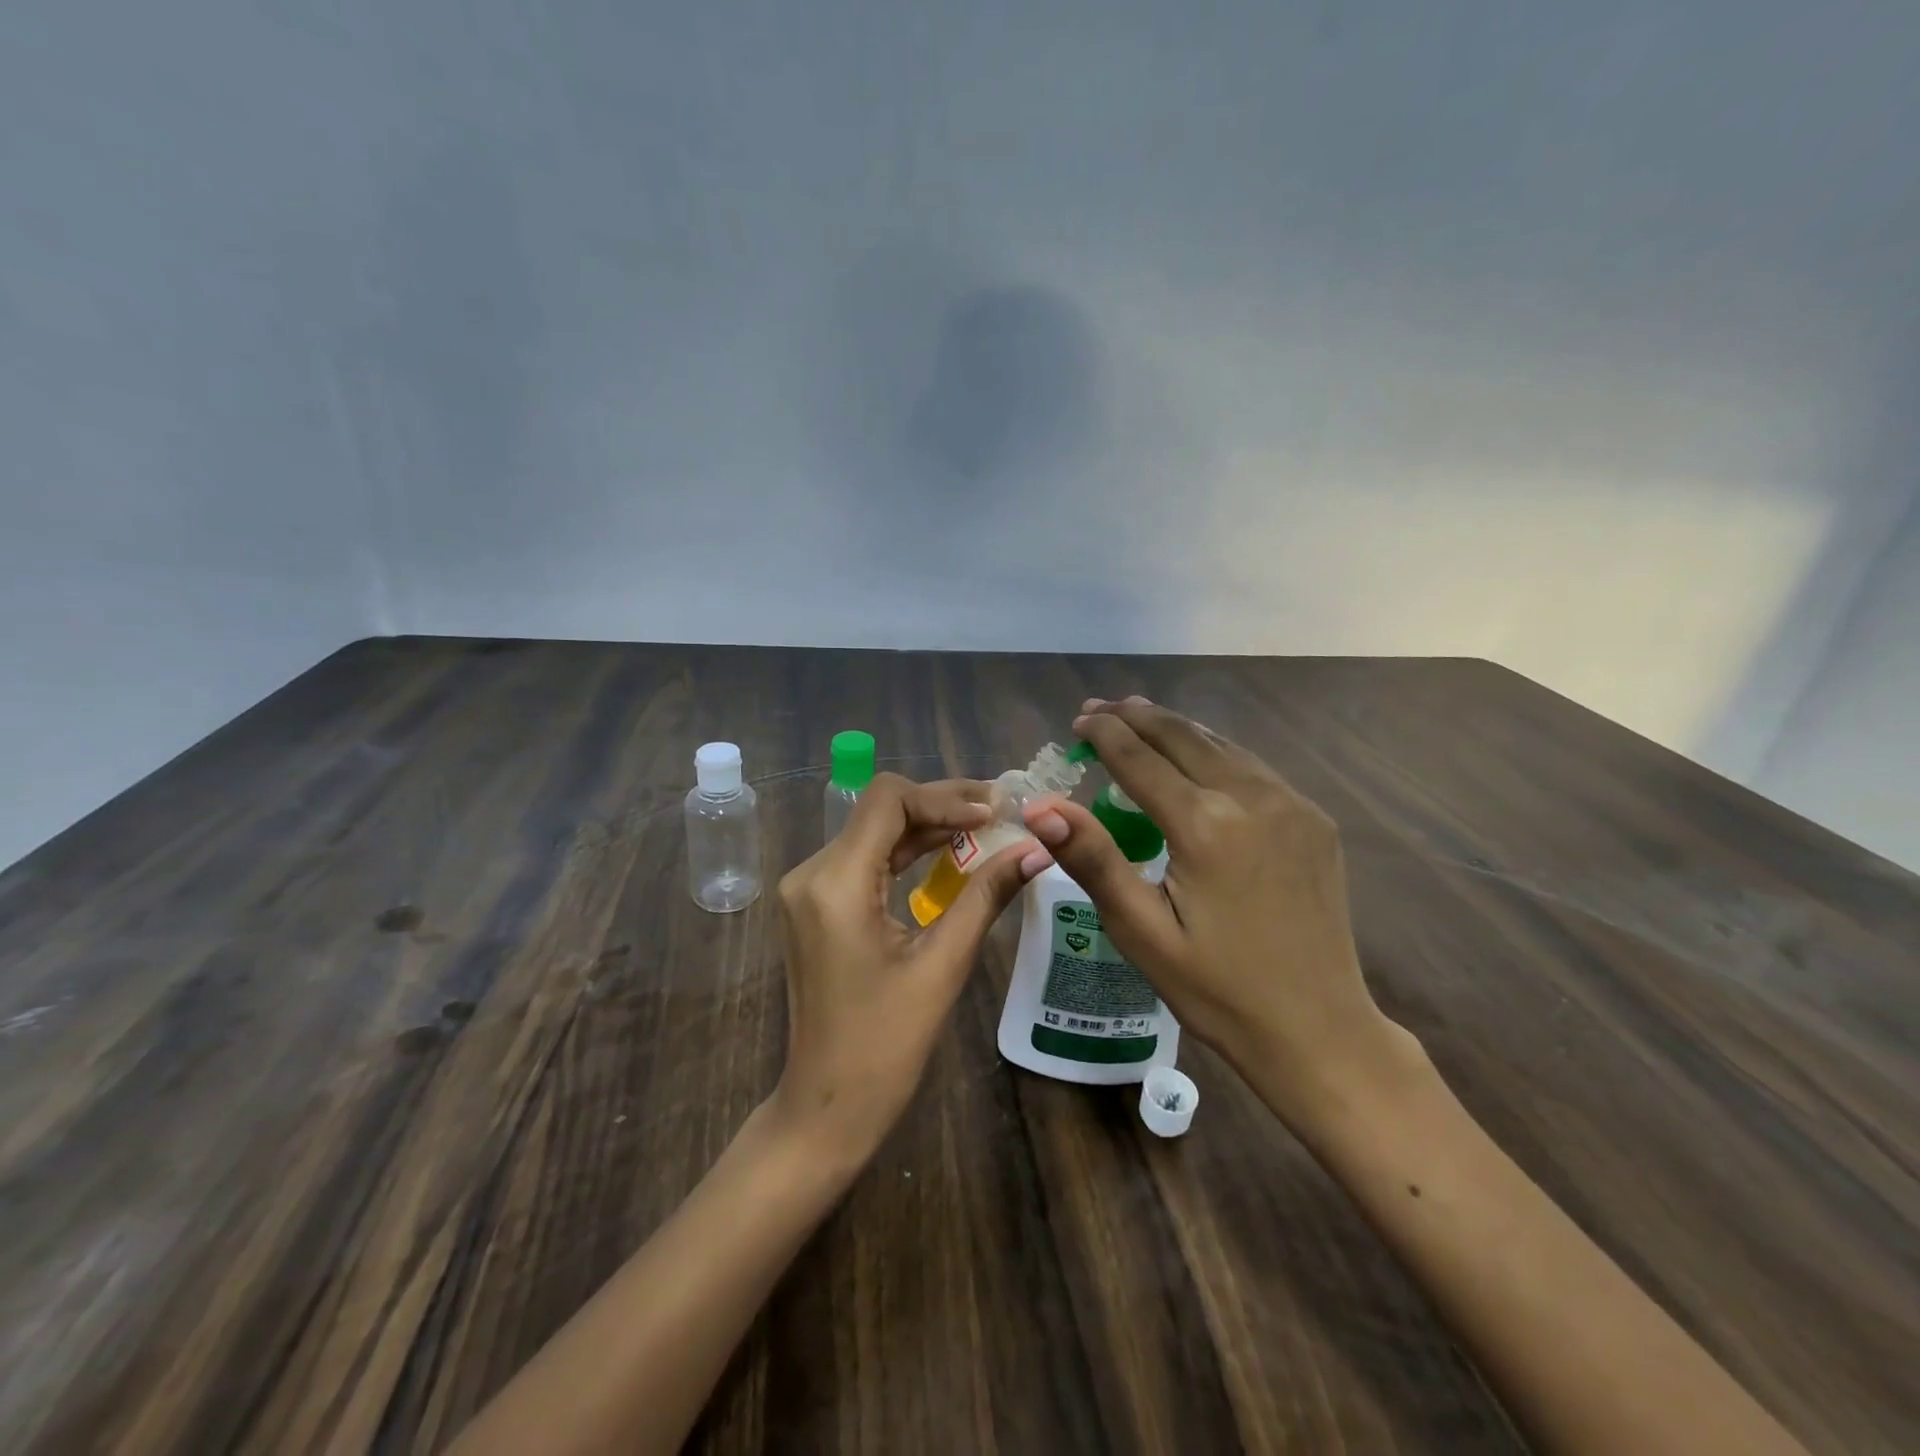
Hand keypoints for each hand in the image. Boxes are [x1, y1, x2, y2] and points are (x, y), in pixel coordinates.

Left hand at [769, 773, 1045, 1166]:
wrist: (827, 1105)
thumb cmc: (885, 1045)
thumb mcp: (943, 965)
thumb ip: (986, 897)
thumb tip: (1037, 850)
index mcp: (835, 883)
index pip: (888, 801)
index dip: (945, 798)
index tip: (995, 812)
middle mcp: (812, 873)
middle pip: (880, 810)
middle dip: (942, 806)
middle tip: (1001, 810)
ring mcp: (809, 889)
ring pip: (874, 831)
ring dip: (928, 826)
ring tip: (987, 826)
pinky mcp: (817, 905)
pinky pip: (866, 859)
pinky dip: (908, 851)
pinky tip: (950, 853)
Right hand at [1021, 697, 1413, 1131]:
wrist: (1320, 1030)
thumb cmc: (1217, 989)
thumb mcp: (1142, 932)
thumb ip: (1094, 860)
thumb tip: (1041, 807)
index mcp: (1206, 825)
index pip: (1140, 759)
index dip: (1105, 734)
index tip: (1078, 719)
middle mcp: (1253, 798)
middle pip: (1183, 738)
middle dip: (1137, 717)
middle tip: (1100, 708)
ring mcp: (1292, 805)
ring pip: (1221, 745)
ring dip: (1176, 729)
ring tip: (1140, 717)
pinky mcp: (1314, 821)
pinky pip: (1253, 768)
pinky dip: (1214, 751)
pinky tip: (1197, 758)